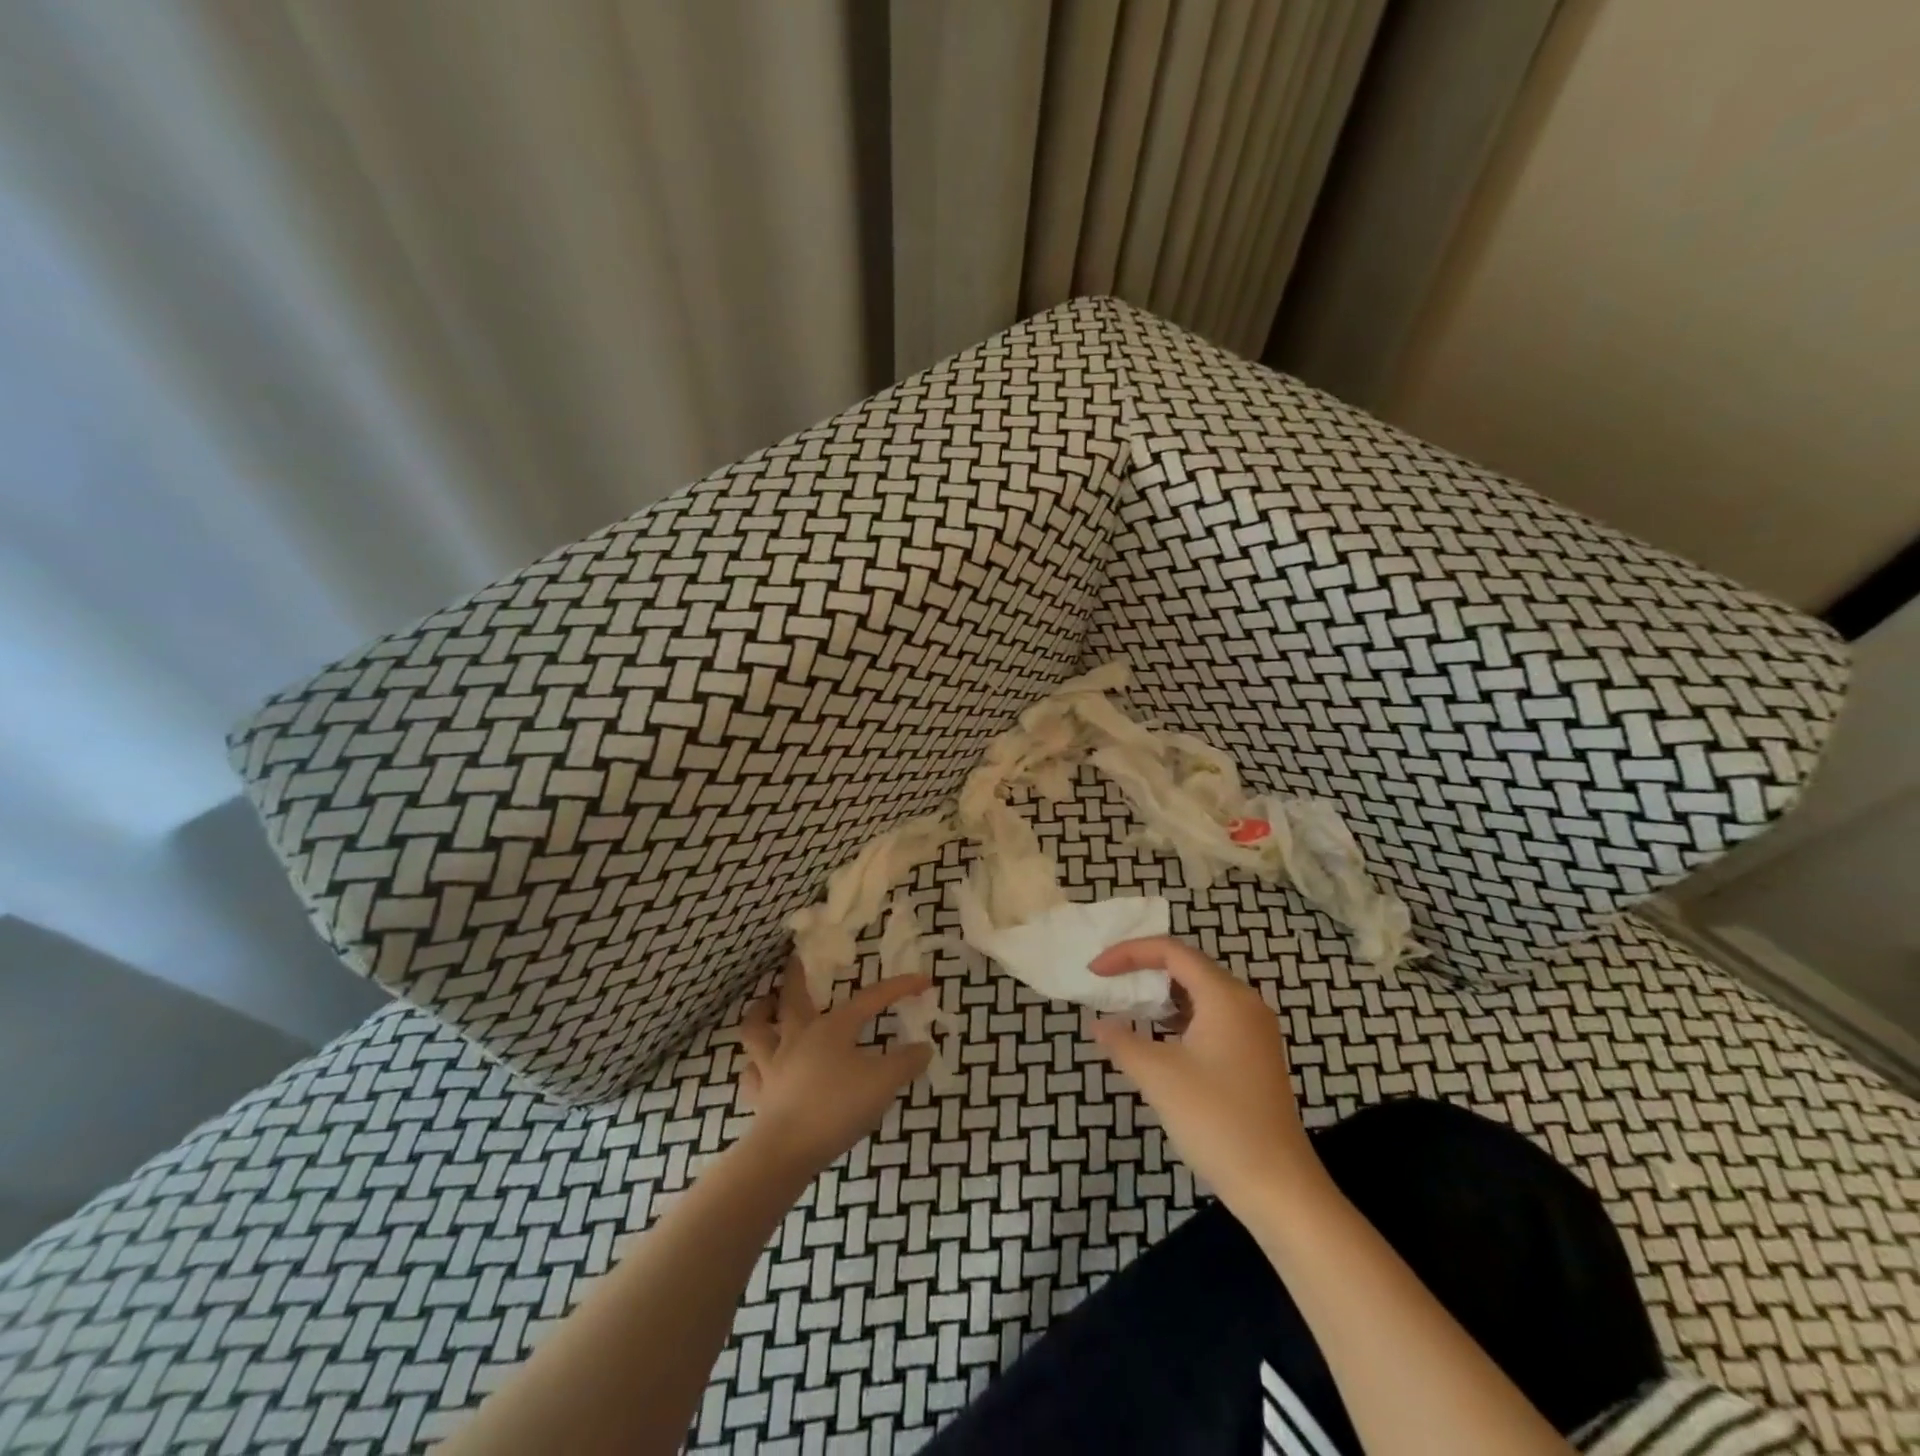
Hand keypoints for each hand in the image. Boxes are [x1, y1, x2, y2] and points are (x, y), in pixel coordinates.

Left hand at [737, 958, 932, 1174]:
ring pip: (757, 1029)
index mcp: (832, 1027)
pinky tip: (759, 1066)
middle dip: (796, 974)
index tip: (924, 980)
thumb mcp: (884, 1083)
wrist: (786, 1151)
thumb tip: (924, 1048)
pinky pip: (750, 1073)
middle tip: (796, 957)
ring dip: (760, 1013)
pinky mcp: (759, 1095)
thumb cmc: (836, 1108)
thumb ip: (906, 1063)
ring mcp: (773, 1065)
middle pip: (793, 997)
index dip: (899, 987)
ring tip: (766, 1005)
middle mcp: (798, 1037)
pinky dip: (754, 1065)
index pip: (871, 998)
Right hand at [1087, 937, 1323, 1214]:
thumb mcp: (1159, 1077)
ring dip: (1160, 994)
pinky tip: (1157, 1038)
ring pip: (1199, 992)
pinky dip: (1178, 1017)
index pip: (1171, 951)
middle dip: (1143, 969)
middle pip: (1187, 966)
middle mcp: (1244, 1003)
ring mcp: (1253, 1030)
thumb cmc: (1217, 1121)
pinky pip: (1210, 1017)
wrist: (1278, 1187)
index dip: (1128, 953)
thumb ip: (1122, 1042)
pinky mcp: (1253, 1055)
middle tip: (1107, 983)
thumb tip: (1098, 1024)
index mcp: (1225, 996)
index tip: (1095, 971)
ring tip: (1126, 1006)